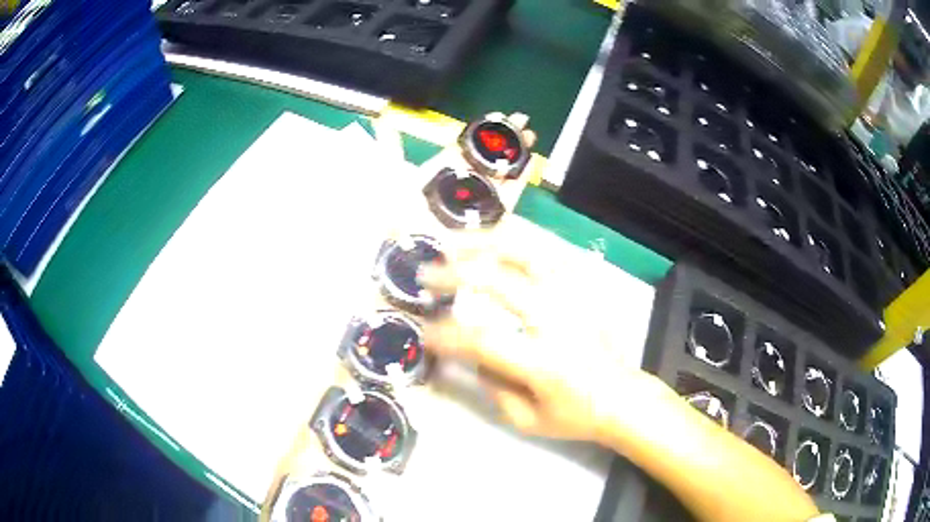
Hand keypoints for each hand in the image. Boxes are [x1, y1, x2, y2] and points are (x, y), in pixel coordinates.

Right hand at [419, 221, 671, 442]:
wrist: (623, 397)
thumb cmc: (575, 415)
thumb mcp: (526, 420)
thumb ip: (492, 385)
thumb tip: (470, 353)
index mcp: (544, 362)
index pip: (483, 339)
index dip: (446, 333)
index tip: (425, 331)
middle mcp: (559, 321)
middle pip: (499, 280)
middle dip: (455, 272)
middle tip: (427, 273)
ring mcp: (573, 298)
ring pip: (526, 252)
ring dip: (484, 243)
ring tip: (455, 243)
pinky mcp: (582, 289)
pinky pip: (545, 253)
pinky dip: (515, 244)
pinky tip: (494, 243)